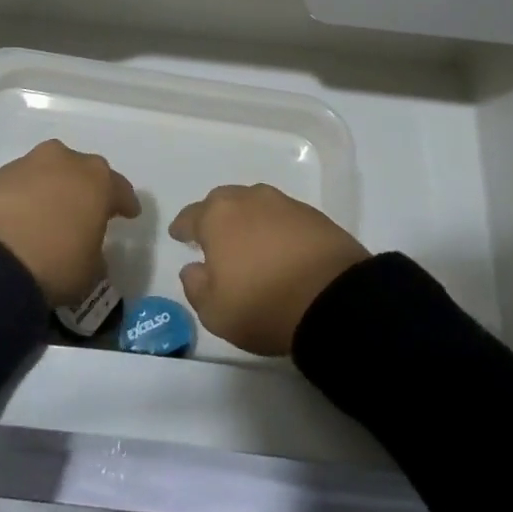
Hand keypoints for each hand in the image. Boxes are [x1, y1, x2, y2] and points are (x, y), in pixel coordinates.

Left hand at [0, 140, 139, 306]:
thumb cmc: (55, 262)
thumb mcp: (90, 271)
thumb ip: (95, 255)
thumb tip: (87, 250)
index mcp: (97, 179)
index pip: (119, 189)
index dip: (125, 203)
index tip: (129, 214)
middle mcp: (64, 161)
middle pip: (82, 171)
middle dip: (85, 189)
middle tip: (85, 211)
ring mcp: (27, 164)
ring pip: (47, 173)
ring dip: (51, 190)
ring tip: (47, 216)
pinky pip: (19, 186)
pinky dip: (23, 198)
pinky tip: (20, 220)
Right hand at [170, 184, 369, 355]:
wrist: (333, 299)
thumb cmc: (263, 304)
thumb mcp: (215, 311)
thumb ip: (195, 286)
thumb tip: (193, 268)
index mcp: (218, 217)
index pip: (191, 216)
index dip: (182, 227)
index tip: (179, 235)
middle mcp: (249, 200)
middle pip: (224, 201)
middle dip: (215, 216)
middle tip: (213, 237)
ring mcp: (284, 204)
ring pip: (255, 204)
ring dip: (247, 219)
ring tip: (248, 241)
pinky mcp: (314, 215)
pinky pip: (283, 216)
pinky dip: (275, 228)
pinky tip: (279, 247)